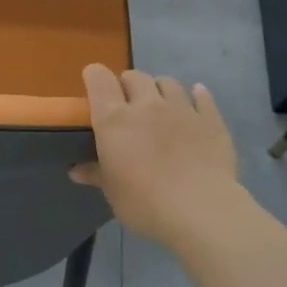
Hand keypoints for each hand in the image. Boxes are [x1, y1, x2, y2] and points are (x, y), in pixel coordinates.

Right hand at [71, 64, 241, 248]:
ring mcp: (181, 109)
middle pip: (134, 76)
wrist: (200, 209)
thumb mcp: (112, 191)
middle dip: (128, 85)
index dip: (95, 76)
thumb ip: (96, 174)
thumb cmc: (144, 202)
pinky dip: (197, 96)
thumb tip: (75, 171)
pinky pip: (202, 97)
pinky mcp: (210, 119)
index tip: (93, 85)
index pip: (99, 79)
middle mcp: (147, 105)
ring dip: (159, 89)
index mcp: (114, 120)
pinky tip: (196, 99)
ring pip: (168, 82)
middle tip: (127, 105)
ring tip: (160, 105)